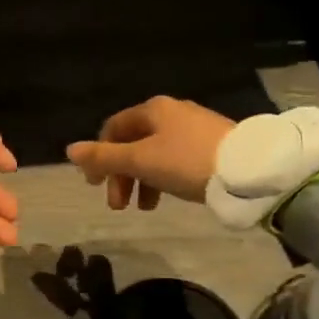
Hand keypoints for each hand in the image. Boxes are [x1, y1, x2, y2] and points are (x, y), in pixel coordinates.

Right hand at [66, 96, 232, 209]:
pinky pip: (175, 161)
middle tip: (118, 206)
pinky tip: (166, 199)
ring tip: (143, 208)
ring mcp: (194, 129)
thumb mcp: (140, 161)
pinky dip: (163, 179)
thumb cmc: (186, 161)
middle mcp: (171, 113)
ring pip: (154, 154)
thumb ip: (104, 157)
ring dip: (140, 181)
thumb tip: (70, 150)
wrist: (248, 170)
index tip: (95, 185)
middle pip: (133, 143)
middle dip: (120, 175)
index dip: (99, 155)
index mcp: (152, 110)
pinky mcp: (211, 146)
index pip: (113, 128)